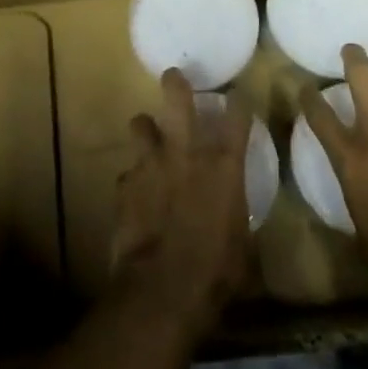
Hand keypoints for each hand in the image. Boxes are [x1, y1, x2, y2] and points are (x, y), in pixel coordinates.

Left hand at [111, 69, 253, 335]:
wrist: (163, 290)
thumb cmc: (216, 272)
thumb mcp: (242, 245)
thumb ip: (236, 217)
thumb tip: (234, 217)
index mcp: (225, 166)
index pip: (237, 117)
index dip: (238, 103)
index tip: (238, 97)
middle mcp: (187, 153)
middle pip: (178, 99)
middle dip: (175, 84)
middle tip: (173, 77)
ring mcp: (151, 164)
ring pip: (140, 124)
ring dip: (145, 129)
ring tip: (147, 137)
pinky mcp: (125, 185)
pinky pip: (128, 173)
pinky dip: (133, 181)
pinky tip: (135, 195)